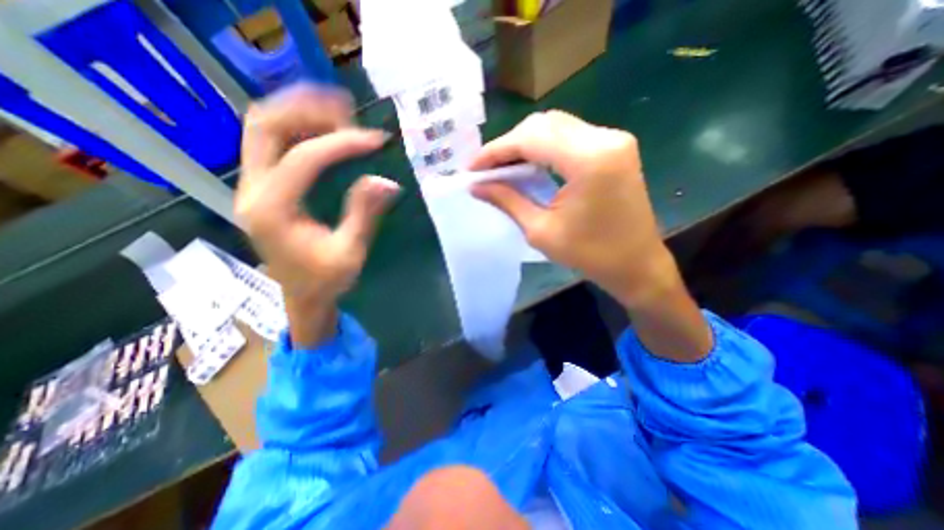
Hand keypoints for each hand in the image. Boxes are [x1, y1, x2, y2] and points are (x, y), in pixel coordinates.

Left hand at [240, 85, 396, 344]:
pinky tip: (325, 130)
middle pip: (265, 125)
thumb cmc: (325, 281)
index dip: (341, 143)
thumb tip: (387, 182)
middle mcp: (252, 190)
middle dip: (308, 110)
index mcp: (272, 210)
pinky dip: (298, 128)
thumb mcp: (350, 253)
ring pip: (263, 127)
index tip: (375, 141)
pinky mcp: (263, 187)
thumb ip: (365, 215)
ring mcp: (253, 186)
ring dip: (300, 112)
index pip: (304, 158)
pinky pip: (272, 142)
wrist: (301, 297)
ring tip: (340, 113)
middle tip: (349, 111)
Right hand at [471, 110, 661, 308]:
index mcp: (589, 160)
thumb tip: (477, 186)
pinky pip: (570, 137)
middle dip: (508, 145)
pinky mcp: (615, 148)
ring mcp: (614, 140)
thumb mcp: (541, 231)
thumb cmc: (590, 255)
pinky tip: (528, 163)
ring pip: (556, 126)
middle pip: (543, 124)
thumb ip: (508, 201)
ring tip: (501, 166)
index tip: (471, 168)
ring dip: (525, 144)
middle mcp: (605, 138)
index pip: (530, 139)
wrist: (636, 264)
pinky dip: (544, 147)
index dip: (495, 151)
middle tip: (486, 168)